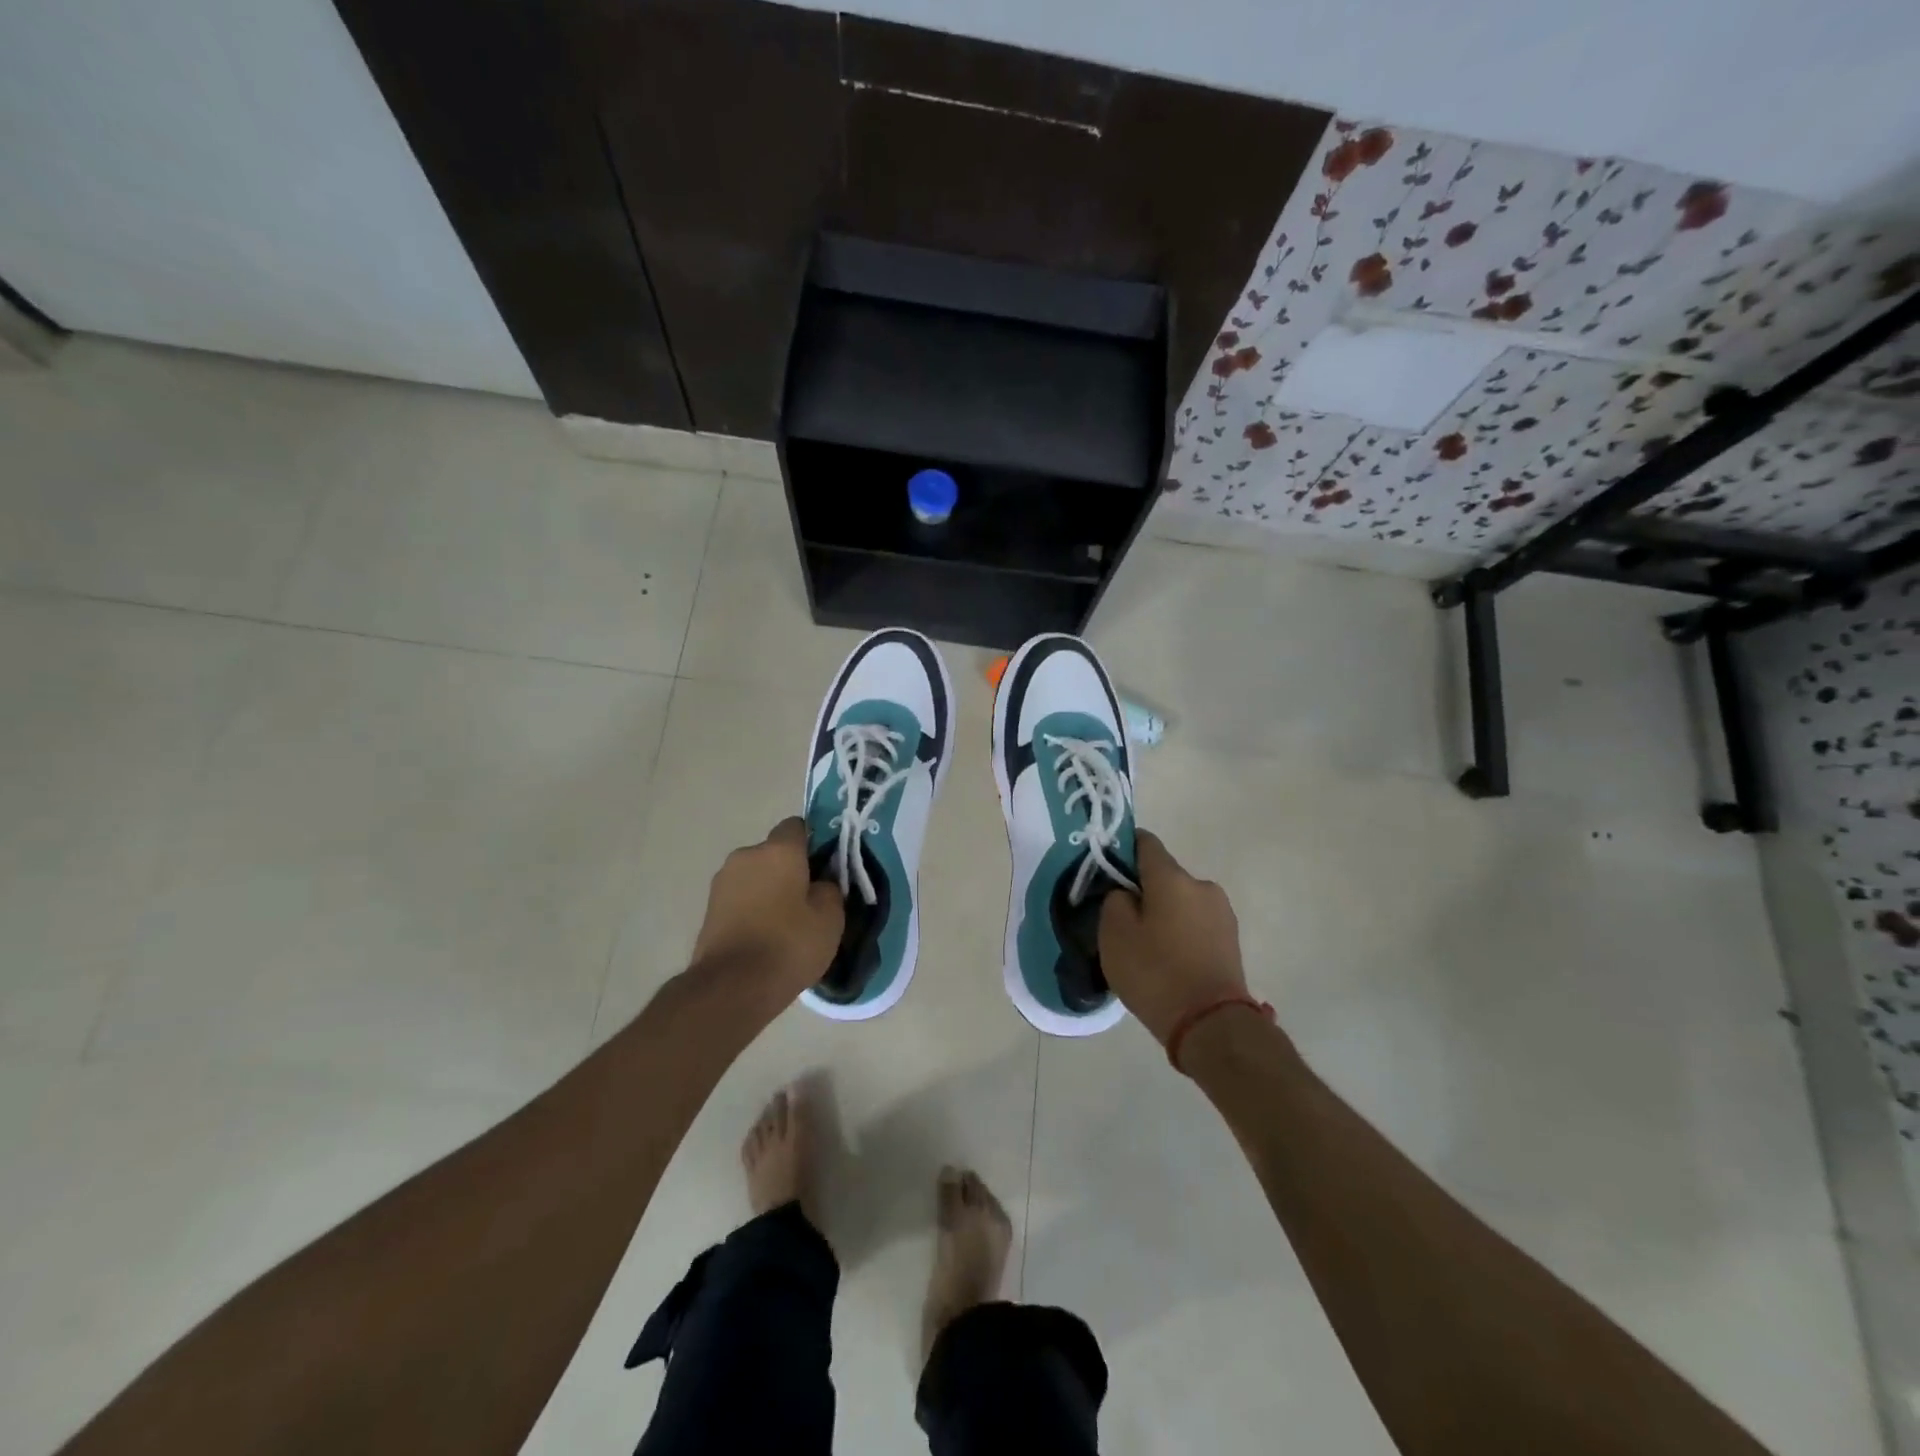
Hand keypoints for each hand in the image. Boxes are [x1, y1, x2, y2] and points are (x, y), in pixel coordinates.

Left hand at [691, 818, 844, 1003]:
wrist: (731, 988)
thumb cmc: (788, 945)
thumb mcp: (830, 918)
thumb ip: (830, 888)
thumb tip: (821, 882)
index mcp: (778, 850)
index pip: (797, 826)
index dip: (813, 842)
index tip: (825, 867)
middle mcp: (746, 856)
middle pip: (775, 853)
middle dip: (791, 869)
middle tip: (809, 900)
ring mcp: (722, 882)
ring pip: (756, 876)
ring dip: (769, 890)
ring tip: (785, 924)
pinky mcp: (709, 908)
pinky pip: (741, 898)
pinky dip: (753, 909)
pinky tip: (765, 937)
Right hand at [1099, 831, 1249, 1045]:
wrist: (1212, 1024)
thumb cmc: (1156, 973)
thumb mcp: (1114, 934)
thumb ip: (1114, 900)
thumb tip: (1126, 893)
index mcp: (1172, 877)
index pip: (1145, 843)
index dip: (1122, 849)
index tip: (1107, 870)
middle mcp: (1202, 885)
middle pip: (1164, 876)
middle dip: (1143, 891)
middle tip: (1123, 921)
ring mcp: (1222, 912)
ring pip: (1181, 902)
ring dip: (1164, 914)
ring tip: (1147, 947)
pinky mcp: (1231, 939)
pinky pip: (1196, 924)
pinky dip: (1180, 933)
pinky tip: (1169, 960)